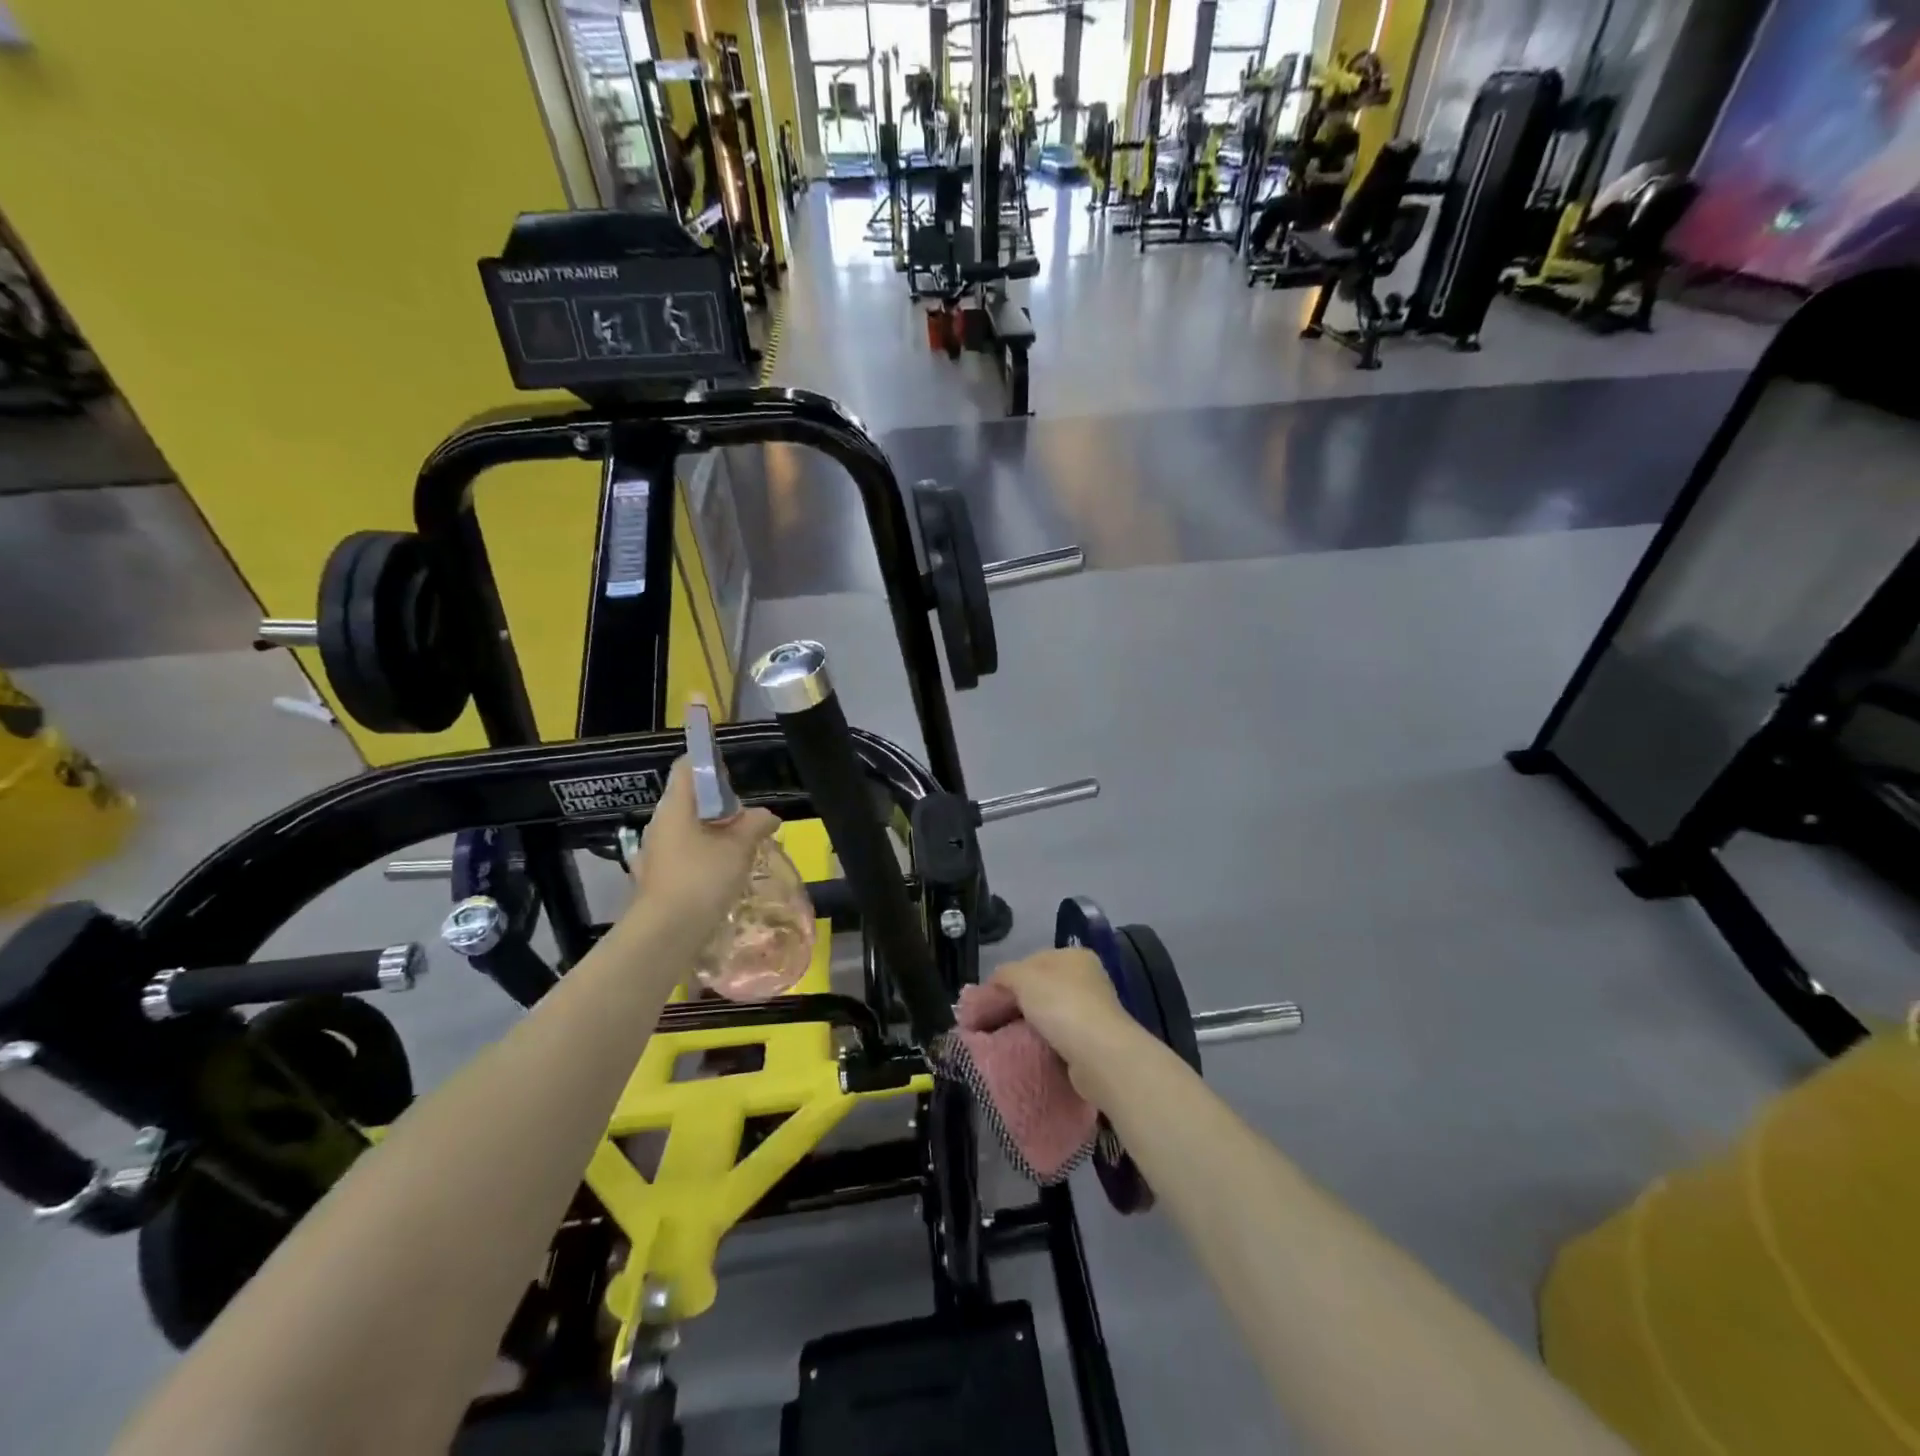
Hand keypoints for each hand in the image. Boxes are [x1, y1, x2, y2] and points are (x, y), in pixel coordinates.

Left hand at [628, 757, 778, 937]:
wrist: (665, 933)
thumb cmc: (701, 879)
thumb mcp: (739, 847)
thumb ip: (755, 824)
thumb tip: (768, 815)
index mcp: (675, 806)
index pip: (688, 767)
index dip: (711, 763)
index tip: (735, 777)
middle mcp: (660, 823)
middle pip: (690, 798)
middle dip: (720, 804)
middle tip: (747, 820)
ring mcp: (654, 851)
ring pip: (688, 827)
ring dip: (713, 831)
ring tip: (740, 848)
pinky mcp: (656, 875)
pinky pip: (683, 852)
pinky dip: (703, 854)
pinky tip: (721, 872)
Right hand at [988, 948, 1141, 1088]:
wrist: (1099, 1055)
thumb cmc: (1061, 1005)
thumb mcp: (1024, 979)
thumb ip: (1005, 974)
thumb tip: (996, 980)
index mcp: (1074, 957)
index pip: (1033, 960)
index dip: (1008, 976)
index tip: (989, 998)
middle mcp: (1087, 979)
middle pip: (1042, 987)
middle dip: (1018, 1002)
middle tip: (994, 1020)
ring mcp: (1093, 1010)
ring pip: (1050, 1013)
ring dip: (1031, 1024)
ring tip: (1008, 1038)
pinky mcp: (1094, 1039)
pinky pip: (1060, 1036)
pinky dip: (1045, 1042)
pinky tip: (1031, 1049)